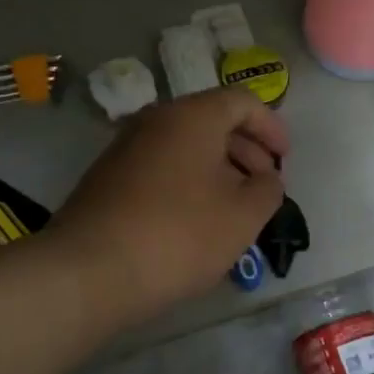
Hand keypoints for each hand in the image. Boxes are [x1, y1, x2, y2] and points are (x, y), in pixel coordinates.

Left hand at [51, 88, 288, 323]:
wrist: (88, 272)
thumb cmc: (178, 235)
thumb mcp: (242, 216)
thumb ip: (268, 189)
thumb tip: (266, 178)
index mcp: (191, 116)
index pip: (242, 101)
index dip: (272, 127)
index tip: (285, 160)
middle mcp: (155, 120)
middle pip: (212, 120)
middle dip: (247, 150)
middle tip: (264, 186)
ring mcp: (126, 147)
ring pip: (185, 145)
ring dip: (218, 168)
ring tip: (235, 208)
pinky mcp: (108, 177)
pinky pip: (161, 166)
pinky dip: (188, 181)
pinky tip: (196, 220)